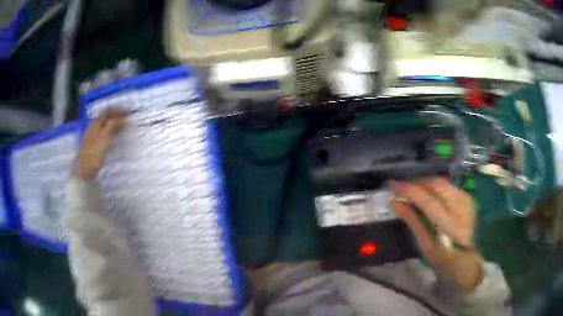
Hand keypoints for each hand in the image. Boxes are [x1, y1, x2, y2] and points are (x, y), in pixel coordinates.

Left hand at [72, 110, 124, 180]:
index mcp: (95, 123)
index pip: (108, 111)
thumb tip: (122, 117)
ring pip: (103, 125)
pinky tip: (112, 137)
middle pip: (105, 117)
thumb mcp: (105, 138)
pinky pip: (101, 132)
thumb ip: (112, 126)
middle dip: (115, 116)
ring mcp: (90, 135)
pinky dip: (109, 131)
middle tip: (126, 120)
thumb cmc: (94, 154)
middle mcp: (92, 126)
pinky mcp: (91, 145)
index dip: (118, 111)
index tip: (129, 113)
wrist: (83, 171)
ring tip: (121, 127)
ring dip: (112, 124)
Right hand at [389, 177, 482, 292]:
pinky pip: (448, 185)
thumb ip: (412, 220)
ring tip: (411, 188)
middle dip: (416, 182)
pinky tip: (426, 192)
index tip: (392, 185)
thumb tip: (396, 202)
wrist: (466, 260)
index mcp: (451, 225)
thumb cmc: (442, 259)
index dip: (409, 190)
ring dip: (424, 182)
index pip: (428, 200)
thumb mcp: (425, 245)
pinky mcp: (467, 197)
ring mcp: (466, 200)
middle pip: (436, 184)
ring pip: (442, 181)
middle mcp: (461, 207)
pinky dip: (434, 185)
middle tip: (400, 185)